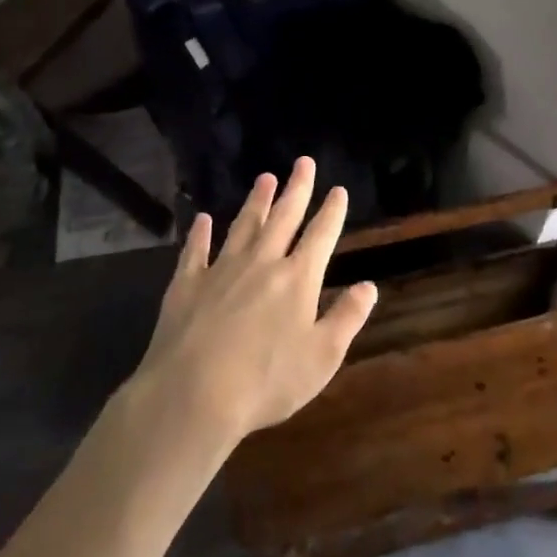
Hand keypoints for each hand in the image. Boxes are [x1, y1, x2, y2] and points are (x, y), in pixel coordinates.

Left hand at [130, 157, 377, 448]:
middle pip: (284, 217)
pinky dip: (200, 233)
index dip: (331, 211)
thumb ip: (347, 318)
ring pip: (244, 225)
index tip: (338, 189)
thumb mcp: (322, 357)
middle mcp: (262, 262)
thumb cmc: (266, 381)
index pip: (320, 235)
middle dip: (297, 188)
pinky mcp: (187, 283)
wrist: (194, 393)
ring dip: (257, 201)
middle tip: (303, 162)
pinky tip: (203, 219)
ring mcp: (222, 269)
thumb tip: (369, 286)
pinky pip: (196, 250)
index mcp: (297, 279)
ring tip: (265, 178)